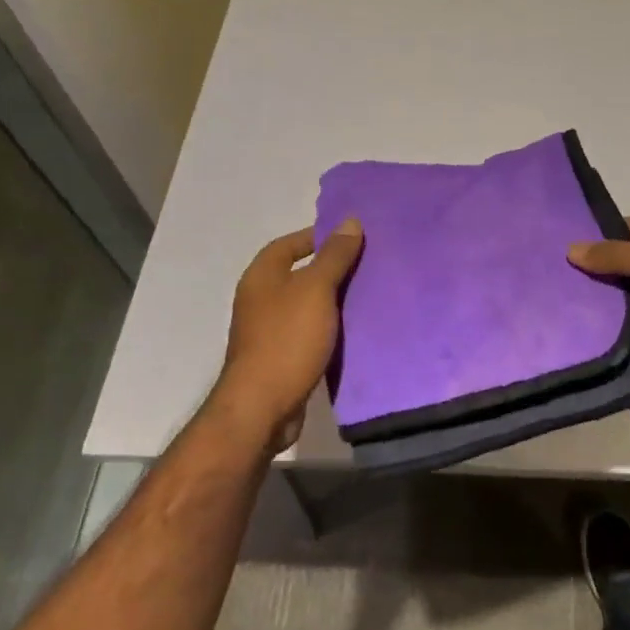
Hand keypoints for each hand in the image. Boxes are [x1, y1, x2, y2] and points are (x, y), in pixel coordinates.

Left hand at [209, 220, 363, 454]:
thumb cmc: (287, 339)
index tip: (355, 238)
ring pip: (308, 304)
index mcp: (262, 275)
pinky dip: (330, 327)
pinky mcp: (280, 356)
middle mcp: (260, 298)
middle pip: (301, 272)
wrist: (262, 408)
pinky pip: (310, 331)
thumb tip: (349, 221)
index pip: (292, 242)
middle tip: (369, 264)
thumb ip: (334, 255)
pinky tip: (356, 330)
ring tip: (369, 294)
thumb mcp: (316, 289)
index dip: (321, 236)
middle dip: (333, 268)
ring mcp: (268, 329)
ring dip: (333, 300)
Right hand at [568, 216, 629, 395]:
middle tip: (556, 272)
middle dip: (597, 266)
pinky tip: (583, 324)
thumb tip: (572, 249)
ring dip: (603, 296)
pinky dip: (614, 322)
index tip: (564, 242)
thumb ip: (616, 255)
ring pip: (628, 291)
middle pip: (627, 259)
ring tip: (561, 297)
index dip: (600, 233)